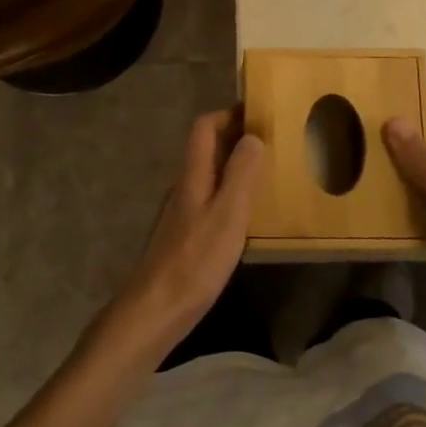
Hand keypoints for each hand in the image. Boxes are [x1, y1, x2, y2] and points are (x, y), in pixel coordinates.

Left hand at [103, 107, 263, 359]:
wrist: (154, 311)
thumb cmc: (194, 261)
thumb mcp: (228, 216)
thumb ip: (241, 175)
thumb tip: (253, 136)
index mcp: (193, 175)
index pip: (204, 127)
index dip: (229, 115)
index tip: (258, 115)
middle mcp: (183, 186)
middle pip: (206, 149)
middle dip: (236, 140)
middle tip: (271, 145)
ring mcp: (179, 212)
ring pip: (207, 175)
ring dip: (233, 168)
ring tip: (265, 177)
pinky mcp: (181, 236)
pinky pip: (207, 199)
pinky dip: (227, 195)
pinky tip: (245, 217)